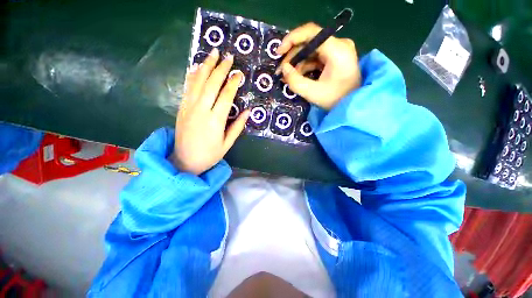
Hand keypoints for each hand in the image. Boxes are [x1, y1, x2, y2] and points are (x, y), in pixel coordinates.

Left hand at [170, 48, 249, 174]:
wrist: (185, 161)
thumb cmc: (210, 154)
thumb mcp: (227, 143)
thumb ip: (238, 126)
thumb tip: (248, 111)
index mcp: (215, 120)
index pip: (226, 96)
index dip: (233, 83)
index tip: (238, 73)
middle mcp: (201, 110)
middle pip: (211, 84)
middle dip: (220, 68)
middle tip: (228, 56)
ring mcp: (189, 107)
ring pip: (197, 82)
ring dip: (206, 66)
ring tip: (213, 53)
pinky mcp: (181, 108)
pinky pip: (187, 88)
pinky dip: (192, 75)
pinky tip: (197, 67)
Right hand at [276, 23, 361, 109]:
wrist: (352, 105)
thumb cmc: (336, 100)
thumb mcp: (313, 93)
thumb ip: (295, 81)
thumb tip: (284, 69)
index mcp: (337, 50)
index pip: (312, 32)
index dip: (292, 39)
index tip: (279, 52)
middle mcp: (338, 45)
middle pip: (309, 43)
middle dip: (292, 57)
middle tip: (281, 71)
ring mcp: (336, 51)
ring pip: (310, 51)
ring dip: (296, 64)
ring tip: (286, 77)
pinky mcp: (333, 58)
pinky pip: (314, 58)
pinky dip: (303, 67)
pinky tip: (295, 76)